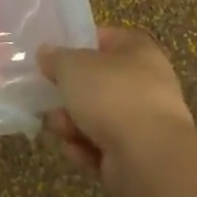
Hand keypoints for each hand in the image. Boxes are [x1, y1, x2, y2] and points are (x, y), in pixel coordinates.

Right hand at [39, 26, 196, 194]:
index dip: (79, 44)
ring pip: (100, 117)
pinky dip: (87, 148)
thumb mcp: (72, 66)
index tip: (54, 56)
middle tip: (48, 96)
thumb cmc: (112, 95)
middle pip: (99, 82)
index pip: (106, 38)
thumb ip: (55, 57)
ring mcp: (146, 122)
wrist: (149, 158)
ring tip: (57, 127)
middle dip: (71, 93)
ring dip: (73, 123)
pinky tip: (73, 150)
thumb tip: (46, 53)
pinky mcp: (140, 156)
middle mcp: (148, 83)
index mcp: (139, 51)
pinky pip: (105, 146)